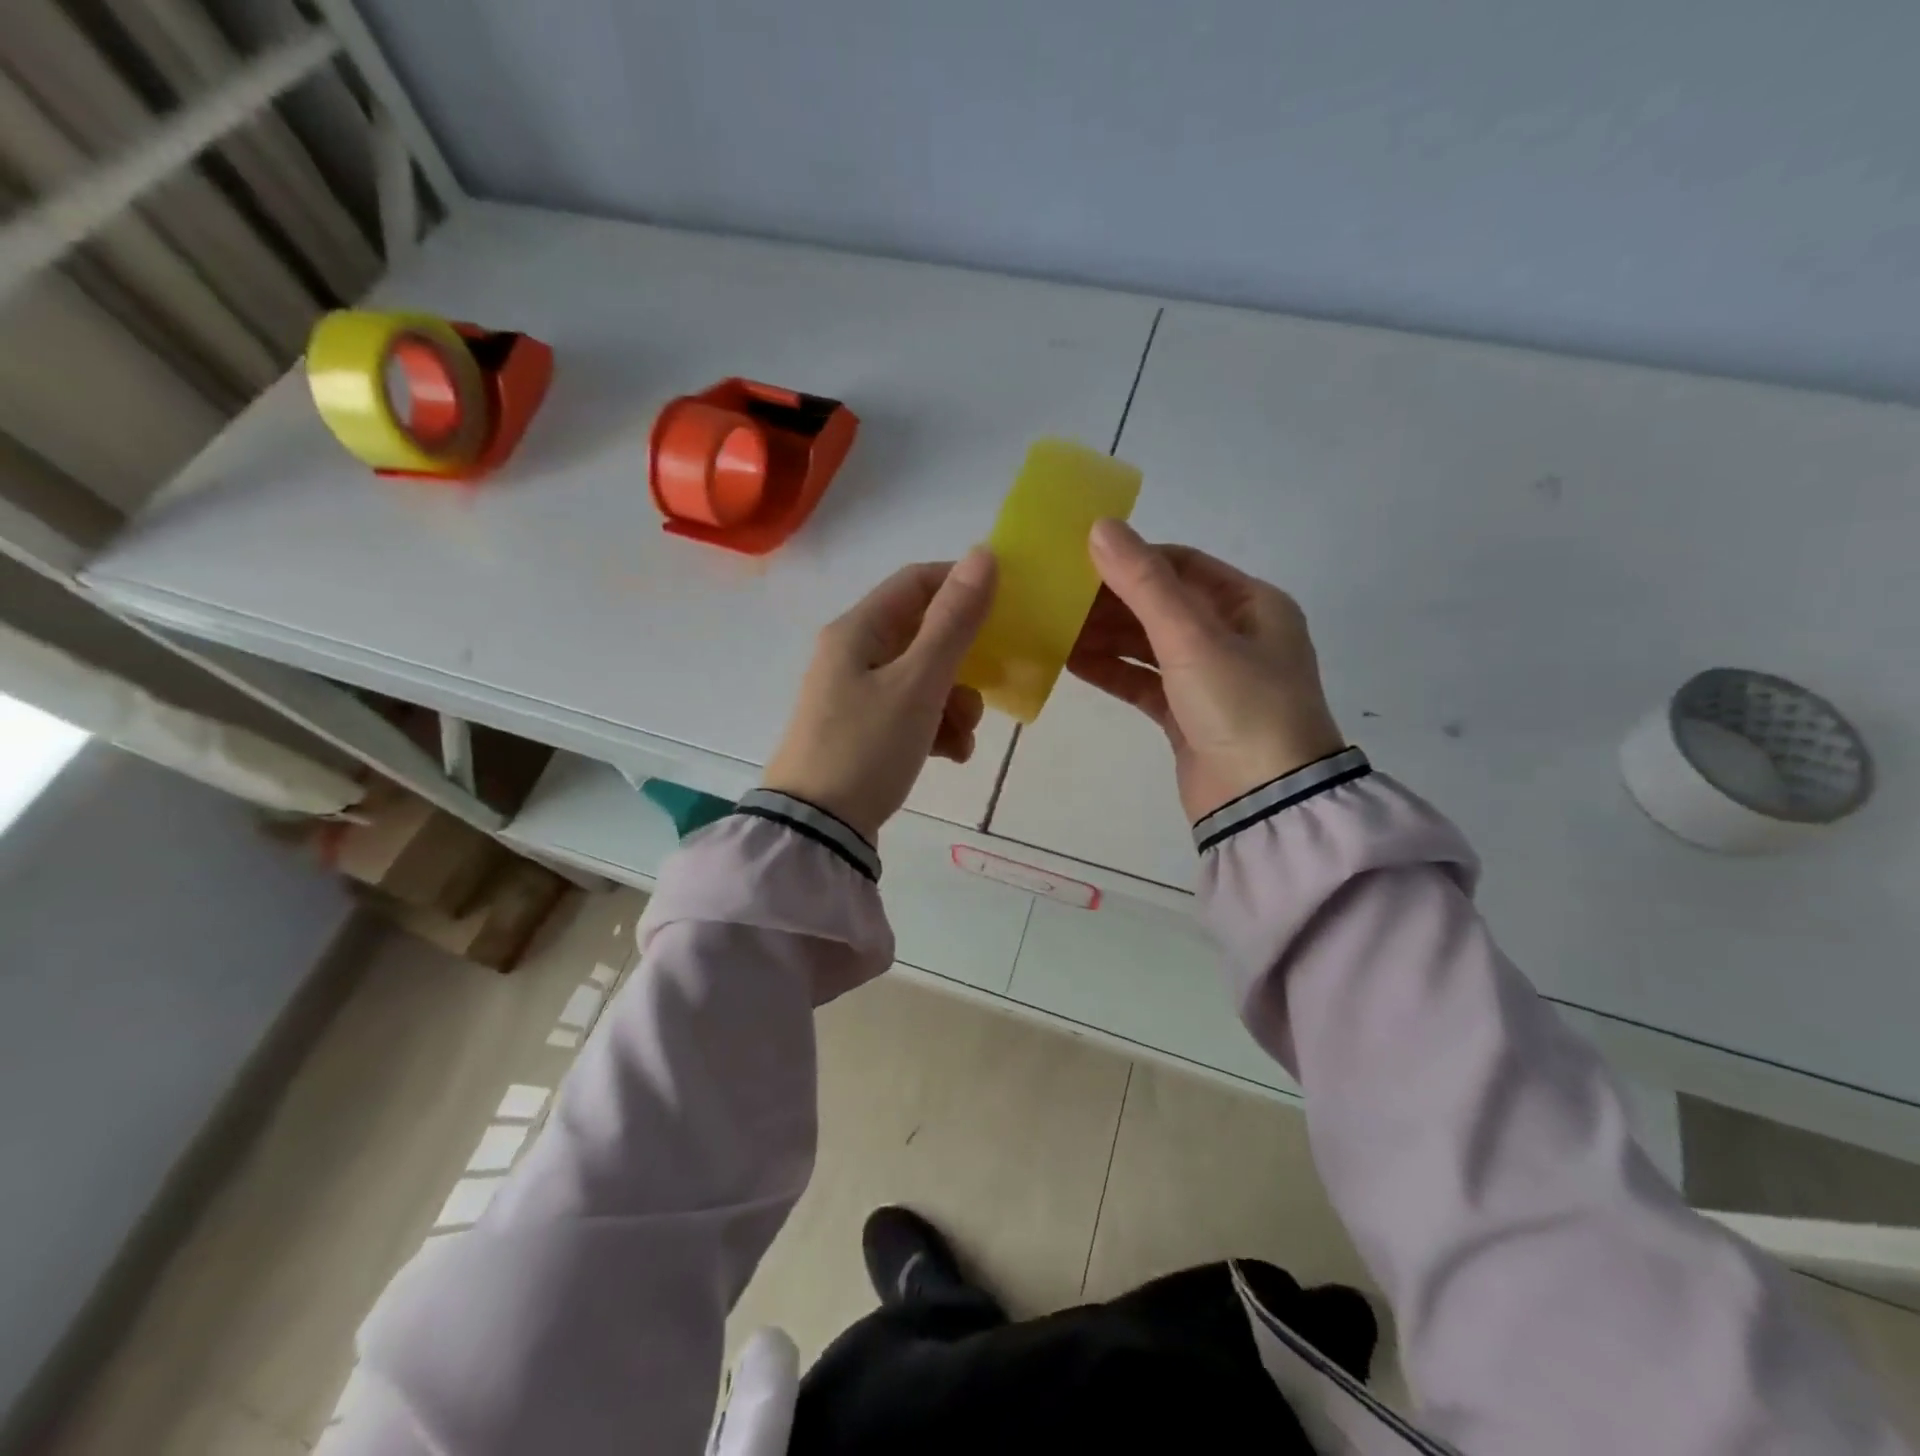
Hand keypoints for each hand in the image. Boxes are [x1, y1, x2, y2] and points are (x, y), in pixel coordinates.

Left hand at [763, 549, 995, 841]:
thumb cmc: (866, 747)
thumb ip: (953, 622)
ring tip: (965, 736)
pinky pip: (911, 712)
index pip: (917, 582)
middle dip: (964, 661)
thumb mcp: (917, 684)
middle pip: (924, 634)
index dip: (962, 586)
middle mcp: (853, 653)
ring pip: (923, 677)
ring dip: (955, 700)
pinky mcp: (862, 730)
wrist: (817, 828)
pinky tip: (952, 755)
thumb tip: (983, 555)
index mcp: (858, 630)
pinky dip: (937, 727)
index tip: (1005, 609)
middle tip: (988, 688)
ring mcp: (856, 694)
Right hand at [1070, 520, 1343, 821]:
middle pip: (1162, 605)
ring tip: (1054, 628)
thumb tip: (1100, 528)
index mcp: (1252, 604)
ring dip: (1106, 636)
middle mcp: (1234, 636)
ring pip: (1148, 645)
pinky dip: (1111, 671)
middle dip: (1111, 601)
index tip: (1081, 560)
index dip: (1133, 558)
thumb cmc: (1241, 706)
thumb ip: (1144, 584)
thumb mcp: (1192, 638)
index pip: (1183, 565)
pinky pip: (1143, 681)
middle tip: (1058, 597)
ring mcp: (1210, 678)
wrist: (1264, 803)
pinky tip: (1070, 662)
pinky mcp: (1187, 714)